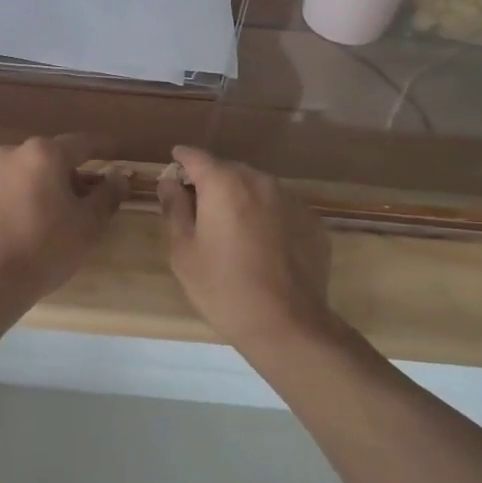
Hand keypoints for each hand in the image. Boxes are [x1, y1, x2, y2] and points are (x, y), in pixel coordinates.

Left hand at [0, 136, 126, 306]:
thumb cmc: (46, 248)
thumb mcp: (89, 225)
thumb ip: (108, 194)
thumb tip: (119, 175)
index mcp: (44, 154)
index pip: (82, 144)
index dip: (102, 149)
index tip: (115, 154)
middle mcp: (10, 153)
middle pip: (47, 158)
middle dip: (64, 175)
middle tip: (78, 203)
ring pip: (18, 174)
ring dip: (33, 187)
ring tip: (40, 219)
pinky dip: (6, 202)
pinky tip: (11, 228)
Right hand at [157, 146, 335, 352]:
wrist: (287, 325)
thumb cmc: (223, 288)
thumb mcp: (184, 251)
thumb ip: (174, 208)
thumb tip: (170, 181)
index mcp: (224, 184)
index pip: (196, 157)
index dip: (182, 159)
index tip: (174, 163)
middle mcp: (260, 181)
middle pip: (228, 170)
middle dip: (212, 182)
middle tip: (200, 208)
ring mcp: (291, 200)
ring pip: (257, 188)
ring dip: (242, 199)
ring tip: (233, 230)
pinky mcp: (312, 221)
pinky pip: (280, 208)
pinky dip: (267, 216)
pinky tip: (263, 246)